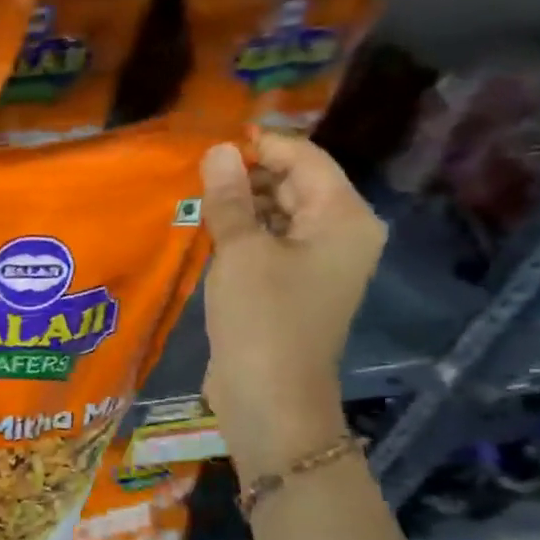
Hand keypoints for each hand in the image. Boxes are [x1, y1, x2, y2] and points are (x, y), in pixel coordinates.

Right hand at [200, 132, 384, 478]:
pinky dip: (244, 232)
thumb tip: (218, 150)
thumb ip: (229, 197)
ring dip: (242, 204)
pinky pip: (271, 242)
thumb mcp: (240, 251)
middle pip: (295, 184)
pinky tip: (208, 229)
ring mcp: (319, 262)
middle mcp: (341, 233)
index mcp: (344, 218)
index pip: (305, 159)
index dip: (260, 145)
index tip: (210, 142)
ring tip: (196, 197)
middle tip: (195, 171)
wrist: (270, 397)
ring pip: (280, 213)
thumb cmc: (262, 318)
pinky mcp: (295, 285)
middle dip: (248, 174)